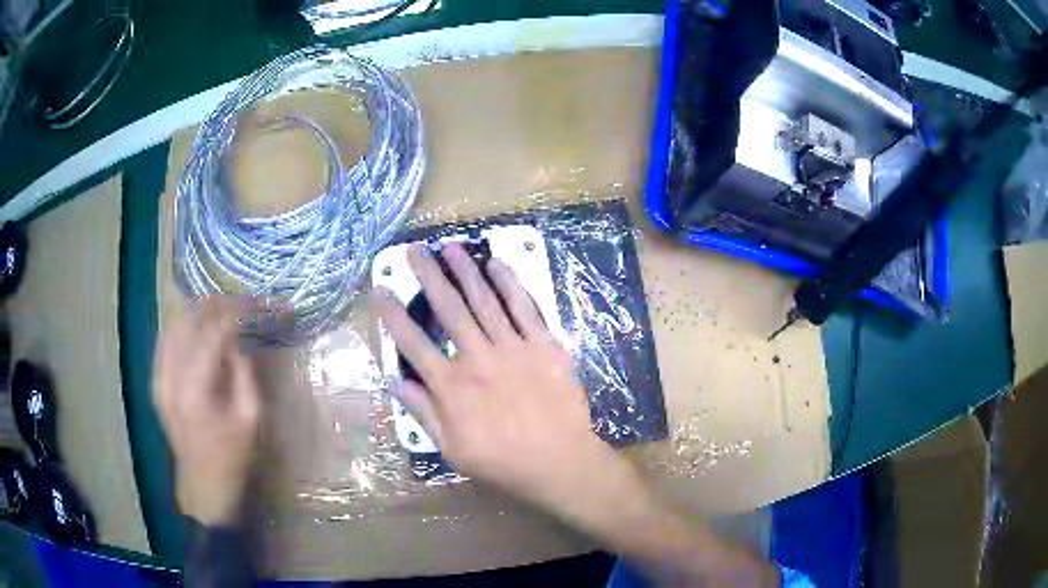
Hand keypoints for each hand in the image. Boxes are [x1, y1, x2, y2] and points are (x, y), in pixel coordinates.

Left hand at [153, 297, 260, 525]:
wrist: (204, 485)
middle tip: (238, 300)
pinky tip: (196, 325)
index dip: (234, 314)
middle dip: (214, 306)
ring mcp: (158, 379)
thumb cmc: (233, 458)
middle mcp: (170, 378)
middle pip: (188, 323)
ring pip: (172, 326)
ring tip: (219, 307)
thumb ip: (243, 375)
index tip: (254, 303)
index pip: (213, 335)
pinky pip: (165, 341)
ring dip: (196, 312)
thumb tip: (237, 344)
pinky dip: (182, 326)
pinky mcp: (156, 383)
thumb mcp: (251, 419)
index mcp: (195, 390)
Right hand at [371, 243, 629, 516]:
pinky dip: (509, 283)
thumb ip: (422, 412)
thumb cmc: (502, 460)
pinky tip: (496, 264)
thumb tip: (394, 381)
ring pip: (484, 300)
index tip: (380, 289)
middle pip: (448, 309)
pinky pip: (524, 307)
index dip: (393, 315)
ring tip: (449, 247)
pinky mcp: (544, 345)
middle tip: (415, 251)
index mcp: (452, 386)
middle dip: (428, 276)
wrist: (559, 461)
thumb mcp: (451, 448)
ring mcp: (513, 348)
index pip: (413, 343)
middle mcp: (477, 358)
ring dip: (465, 271)